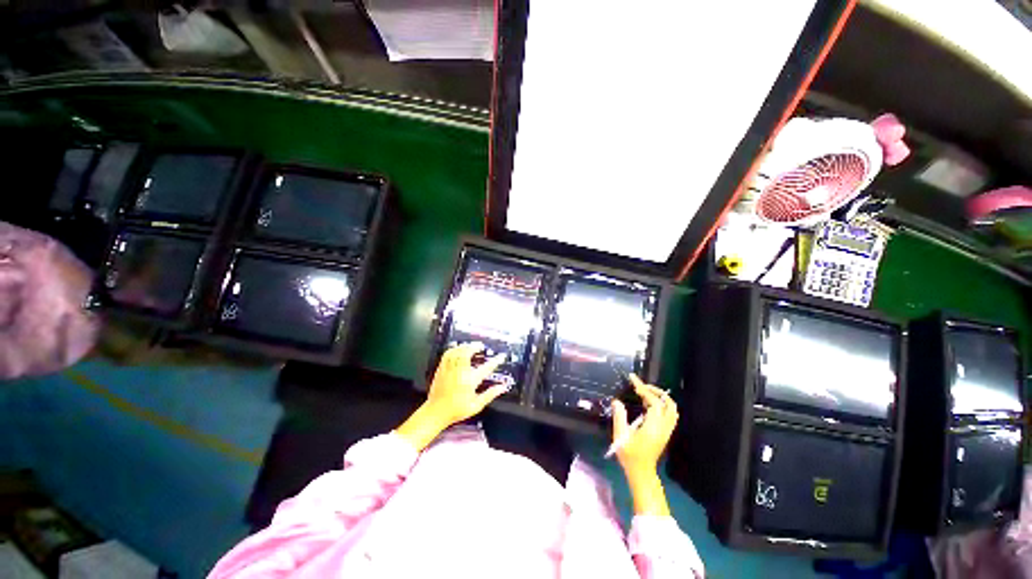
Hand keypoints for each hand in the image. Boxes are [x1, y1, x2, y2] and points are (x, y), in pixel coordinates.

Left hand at [396, 342, 506, 449]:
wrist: (436, 412)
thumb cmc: (456, 410)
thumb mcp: (476, 406)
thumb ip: (490, 394)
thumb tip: (502, 387)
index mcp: (470, 381)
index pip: (486, 368)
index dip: (496, 361)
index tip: (501, 356)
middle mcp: (460, 373)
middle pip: (468, 353)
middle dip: (475, 347)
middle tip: (481, 346)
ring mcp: (450, 370)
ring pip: (457, 352)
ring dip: (465, 346)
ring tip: (470, 345)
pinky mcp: (441, 369)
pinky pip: (447, 354)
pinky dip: (454, 349)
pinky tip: (457, 348)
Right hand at [611, 374, 677, 515]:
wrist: (641, 472)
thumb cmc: (629, 455)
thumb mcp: (620, 436)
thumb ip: (619, 417)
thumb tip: (617, 401)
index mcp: (653, 427)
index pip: (654, 402)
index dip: (644, 389)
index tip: (633, 380)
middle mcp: (664, 427)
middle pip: (668, 404)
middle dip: (656, 391)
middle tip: (641, 386)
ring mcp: (667, 431)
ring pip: (672, 409)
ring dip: (660, 397)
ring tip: (645, 393)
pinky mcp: (665, 433)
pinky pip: (669, 414)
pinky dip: (661, 404)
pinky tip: (647, 404)